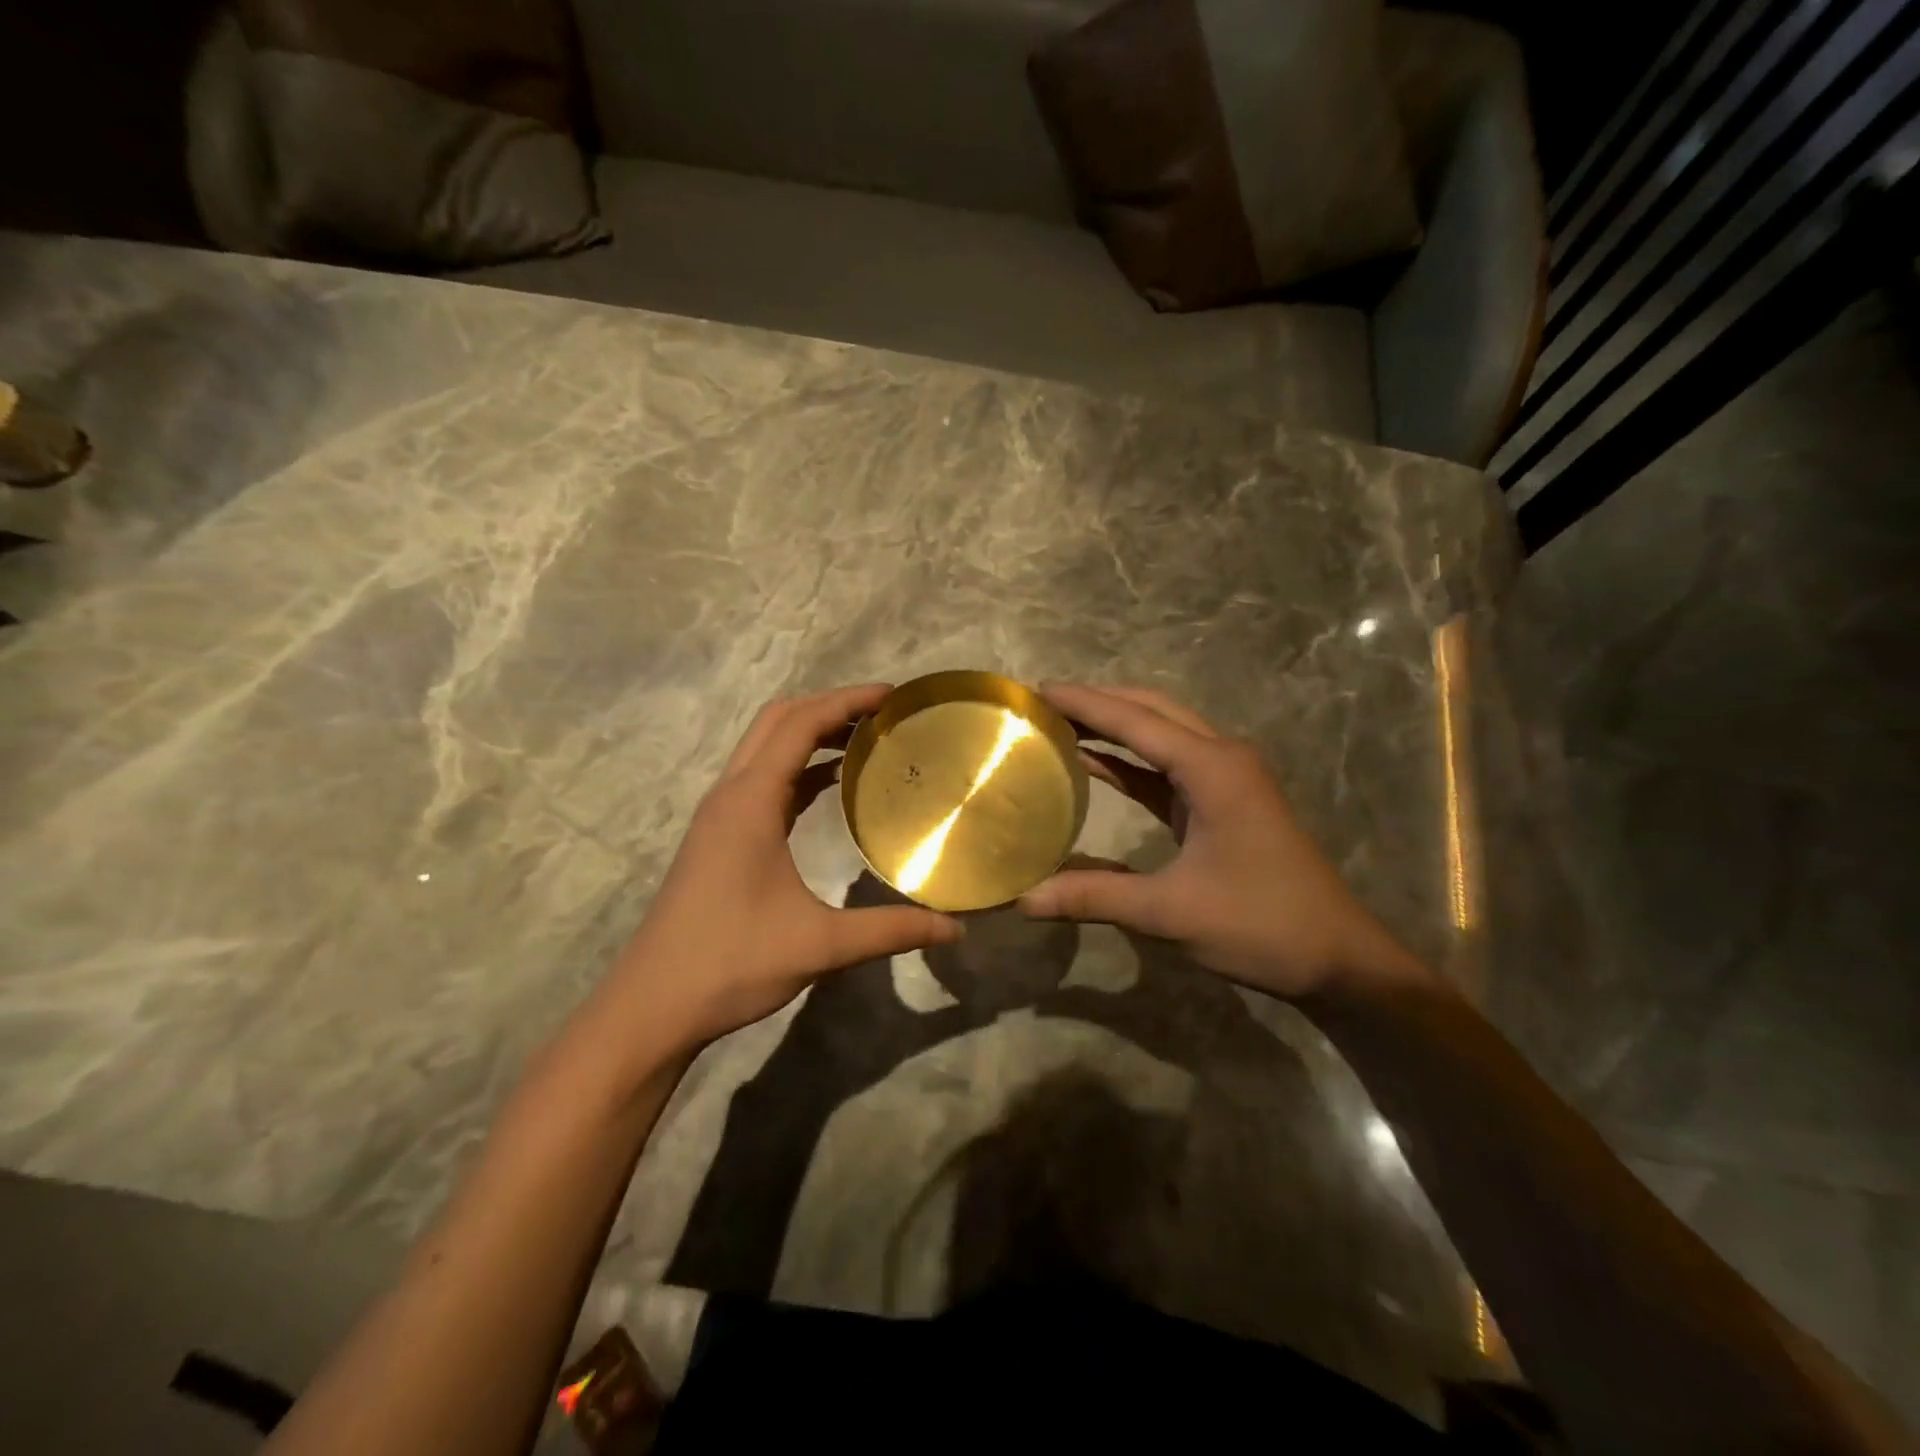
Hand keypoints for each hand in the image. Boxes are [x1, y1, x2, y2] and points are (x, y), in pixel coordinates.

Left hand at [592, 685, 962, 1053]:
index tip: (893, 696)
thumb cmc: (732, 963)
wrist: (653, 1005)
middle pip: (779, 720)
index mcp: (751, 801)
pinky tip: (831, 785)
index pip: (801, 724)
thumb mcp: (821, 945)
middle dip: (830, 706)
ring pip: (766, 747)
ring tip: (865, 739)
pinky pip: (762, 779)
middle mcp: (731, 794)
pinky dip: (798, 767)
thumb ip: (891, 930)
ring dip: (811, 733)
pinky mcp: (718, 836)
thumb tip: (955, 927)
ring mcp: (720, 814)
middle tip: (883, 713)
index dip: (848, 701)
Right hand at [1020, 684, 1427, 998]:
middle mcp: (1221, 758)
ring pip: (1162, 734)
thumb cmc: (1260, 925)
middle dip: (1099, 702)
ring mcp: (1226, 779)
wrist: (1337, 957)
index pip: (1135, 721)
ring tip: (1059, 721)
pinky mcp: (1223, 802)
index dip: (1084, 703)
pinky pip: (1167, 766)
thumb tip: (1024, 899)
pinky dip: (1129, 759)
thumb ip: (1095, 897)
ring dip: (1114, 725)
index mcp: (1213, 769)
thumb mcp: (1171, 912)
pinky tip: (1093, 762)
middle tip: (1043, 702)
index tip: (1036, 690)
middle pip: (1152, 711)